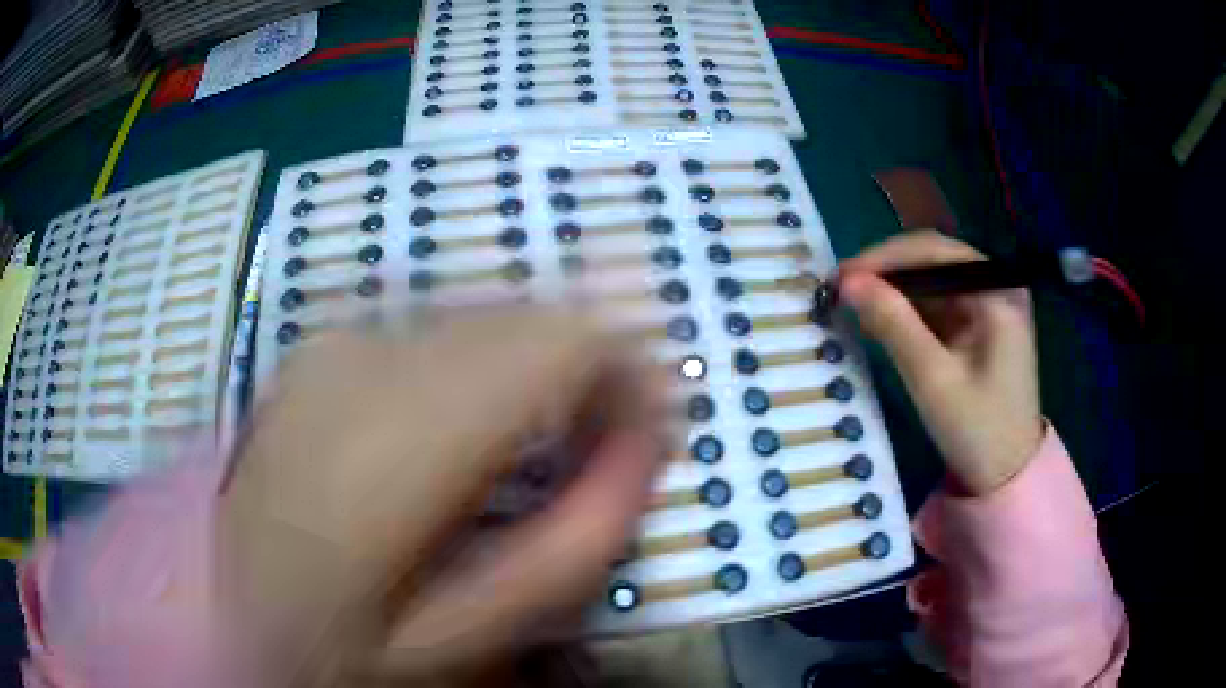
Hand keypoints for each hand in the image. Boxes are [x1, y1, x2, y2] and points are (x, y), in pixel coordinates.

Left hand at [219, 309, 664, 685]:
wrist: (224, 595)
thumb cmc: (340, 636)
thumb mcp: (468, 633)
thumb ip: (574, 542)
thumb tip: (647, 443)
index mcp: (399, 433)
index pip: (562, 339)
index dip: (629, 368)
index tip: (651, 428)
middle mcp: (368, 354)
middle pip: (528, 317)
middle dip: (588, 371)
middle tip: (601, 447)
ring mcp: (339, 339)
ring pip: (485, 317)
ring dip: (533, 369)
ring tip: (535, 444)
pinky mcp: (326, 344)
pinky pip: (437, 332)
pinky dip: (481, 366)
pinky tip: (466, 428)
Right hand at [838, 231, 1042, 495]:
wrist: (1007, 475)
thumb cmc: (978, 431)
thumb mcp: (933, 379)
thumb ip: (894, 325)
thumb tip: (848, 282)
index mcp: (998, 293)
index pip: (937, 252)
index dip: (886, 257)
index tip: (843, 275)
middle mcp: (996, 288)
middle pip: (935, 261)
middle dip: (888, 272)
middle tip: (843, 288)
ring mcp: (989, 306)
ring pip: (933, 282)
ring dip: (894, 291)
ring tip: (854, 305)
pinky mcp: (980, 326)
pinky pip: (938, 305)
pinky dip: (908, 311)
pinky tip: (881, 322)